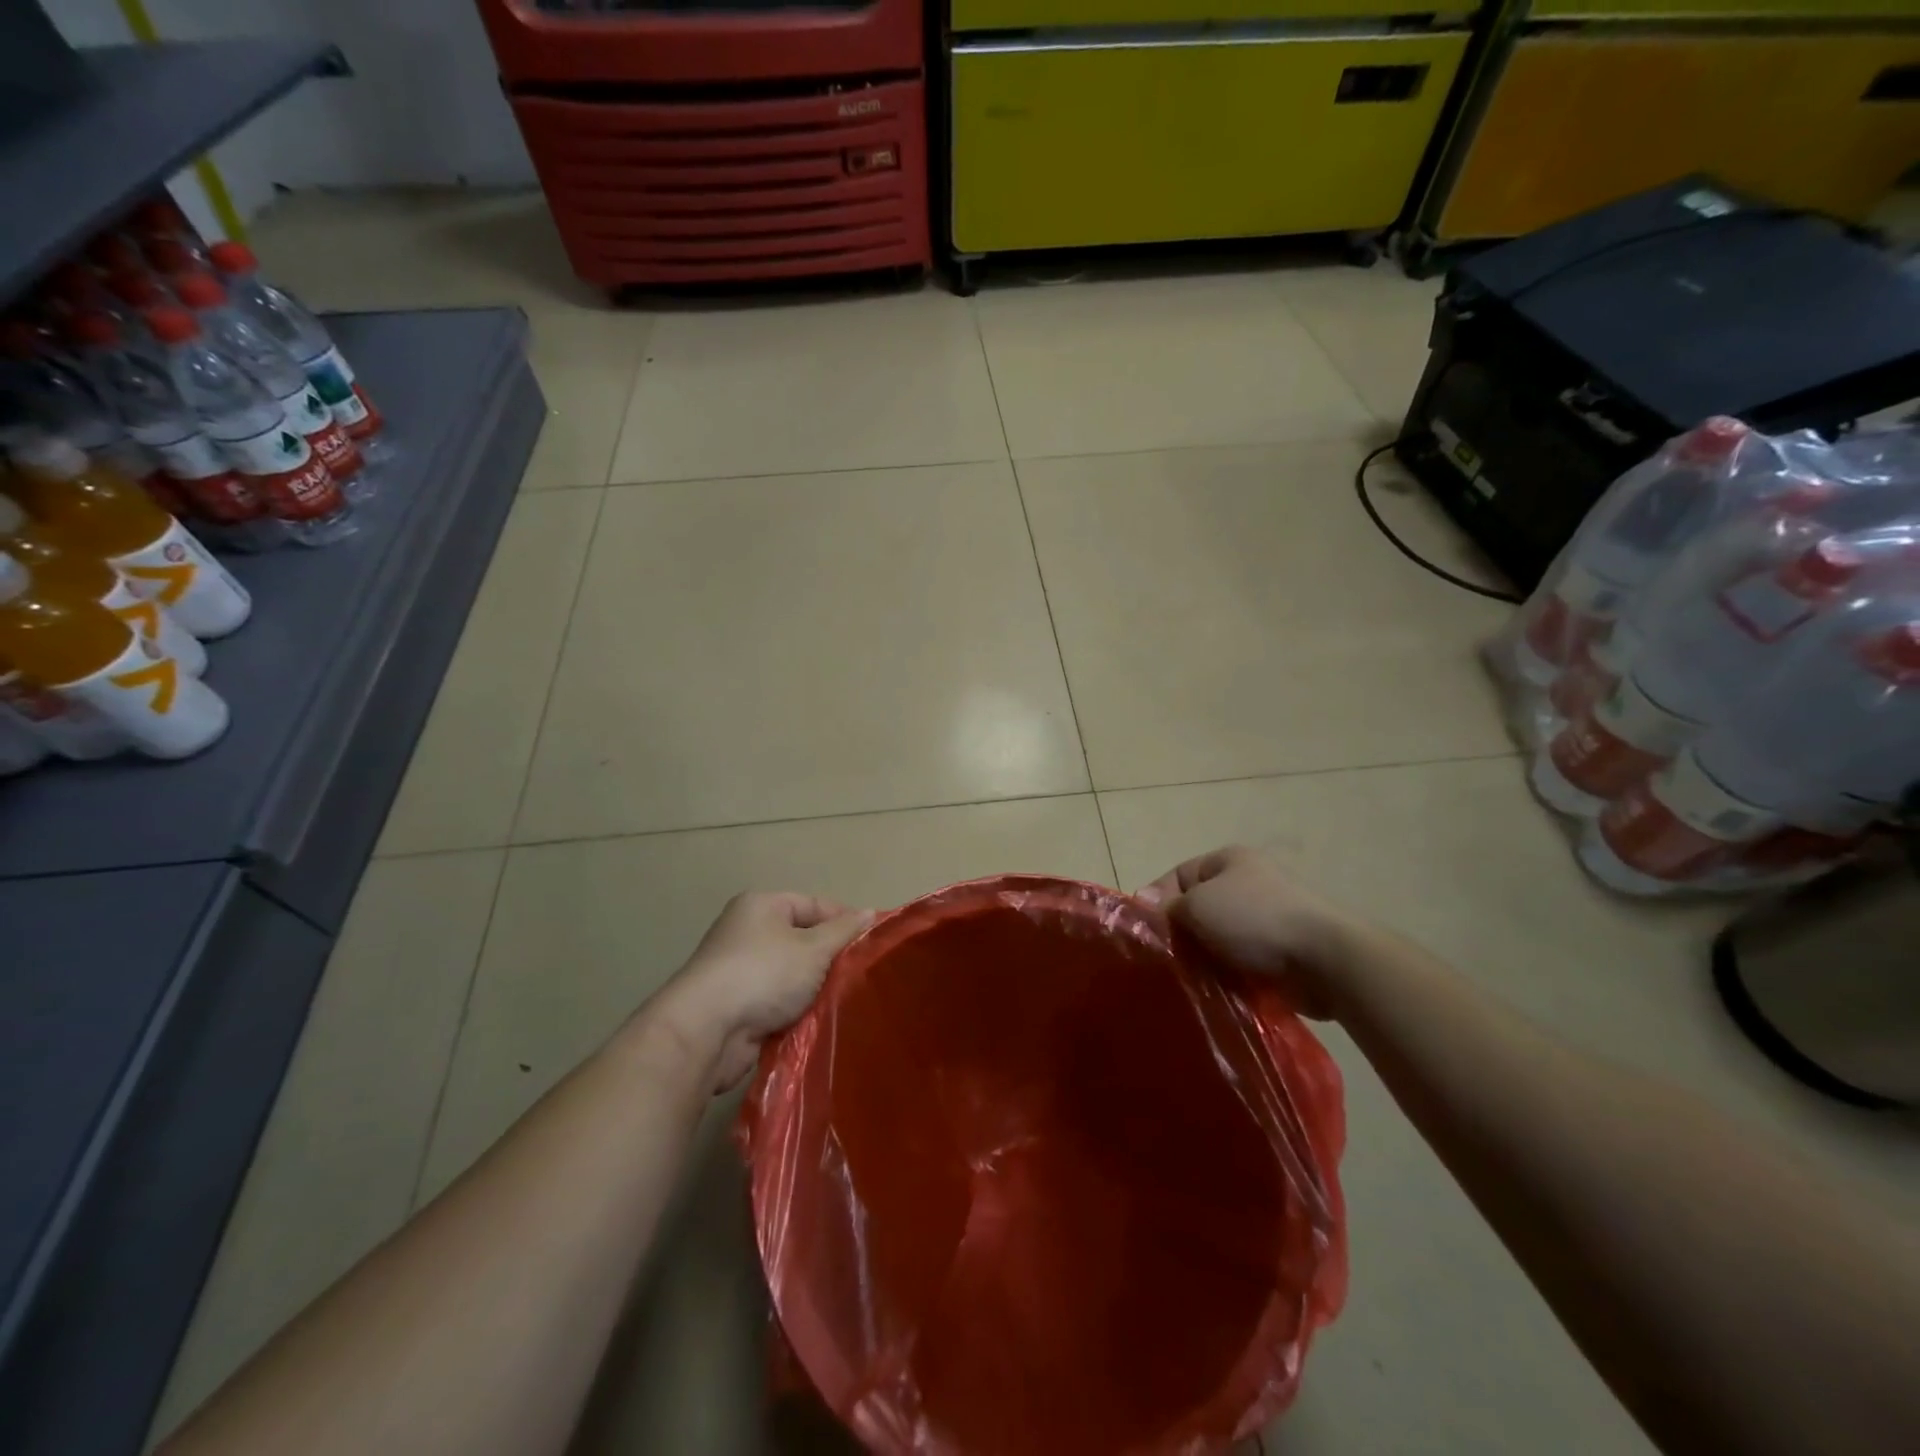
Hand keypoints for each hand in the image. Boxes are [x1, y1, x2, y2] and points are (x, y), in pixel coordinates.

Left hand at [657, 891, 873, 1091]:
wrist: (706, 1030)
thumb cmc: (763, 974)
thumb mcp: (813, 949)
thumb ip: (844, 931)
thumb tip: (870, 912)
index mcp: (762, 906)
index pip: (814, 904)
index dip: (845, 921)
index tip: (874, 943)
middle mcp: (748, 932)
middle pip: (803, 939)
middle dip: (831, 958)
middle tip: (862, 974)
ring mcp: (740, 970)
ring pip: (793, 974)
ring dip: (815, 988)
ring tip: (846, 999)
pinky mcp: (737, 1006)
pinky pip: (778, 1001)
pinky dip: (797, 1010)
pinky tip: (820, 1021)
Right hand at [1137, 846, 1360, 1018]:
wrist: (1325, 959)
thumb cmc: (1255, 918)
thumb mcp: (1199, 905)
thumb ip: (1168, 906)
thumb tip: (1143, 904)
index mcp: (1229, 861)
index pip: (1178, 875)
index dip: (1157, 900)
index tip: (1145, 932)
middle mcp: (1248, 884)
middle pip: (1198, 909)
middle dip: (1180, 934)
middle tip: (1163, 960)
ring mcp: (1266, 920)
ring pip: (1217, 940)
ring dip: (1203, 959)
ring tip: (1186, 980)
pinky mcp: (1280, 954)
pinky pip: (1240, 963)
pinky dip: (1226, 975)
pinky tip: (1213, 990)